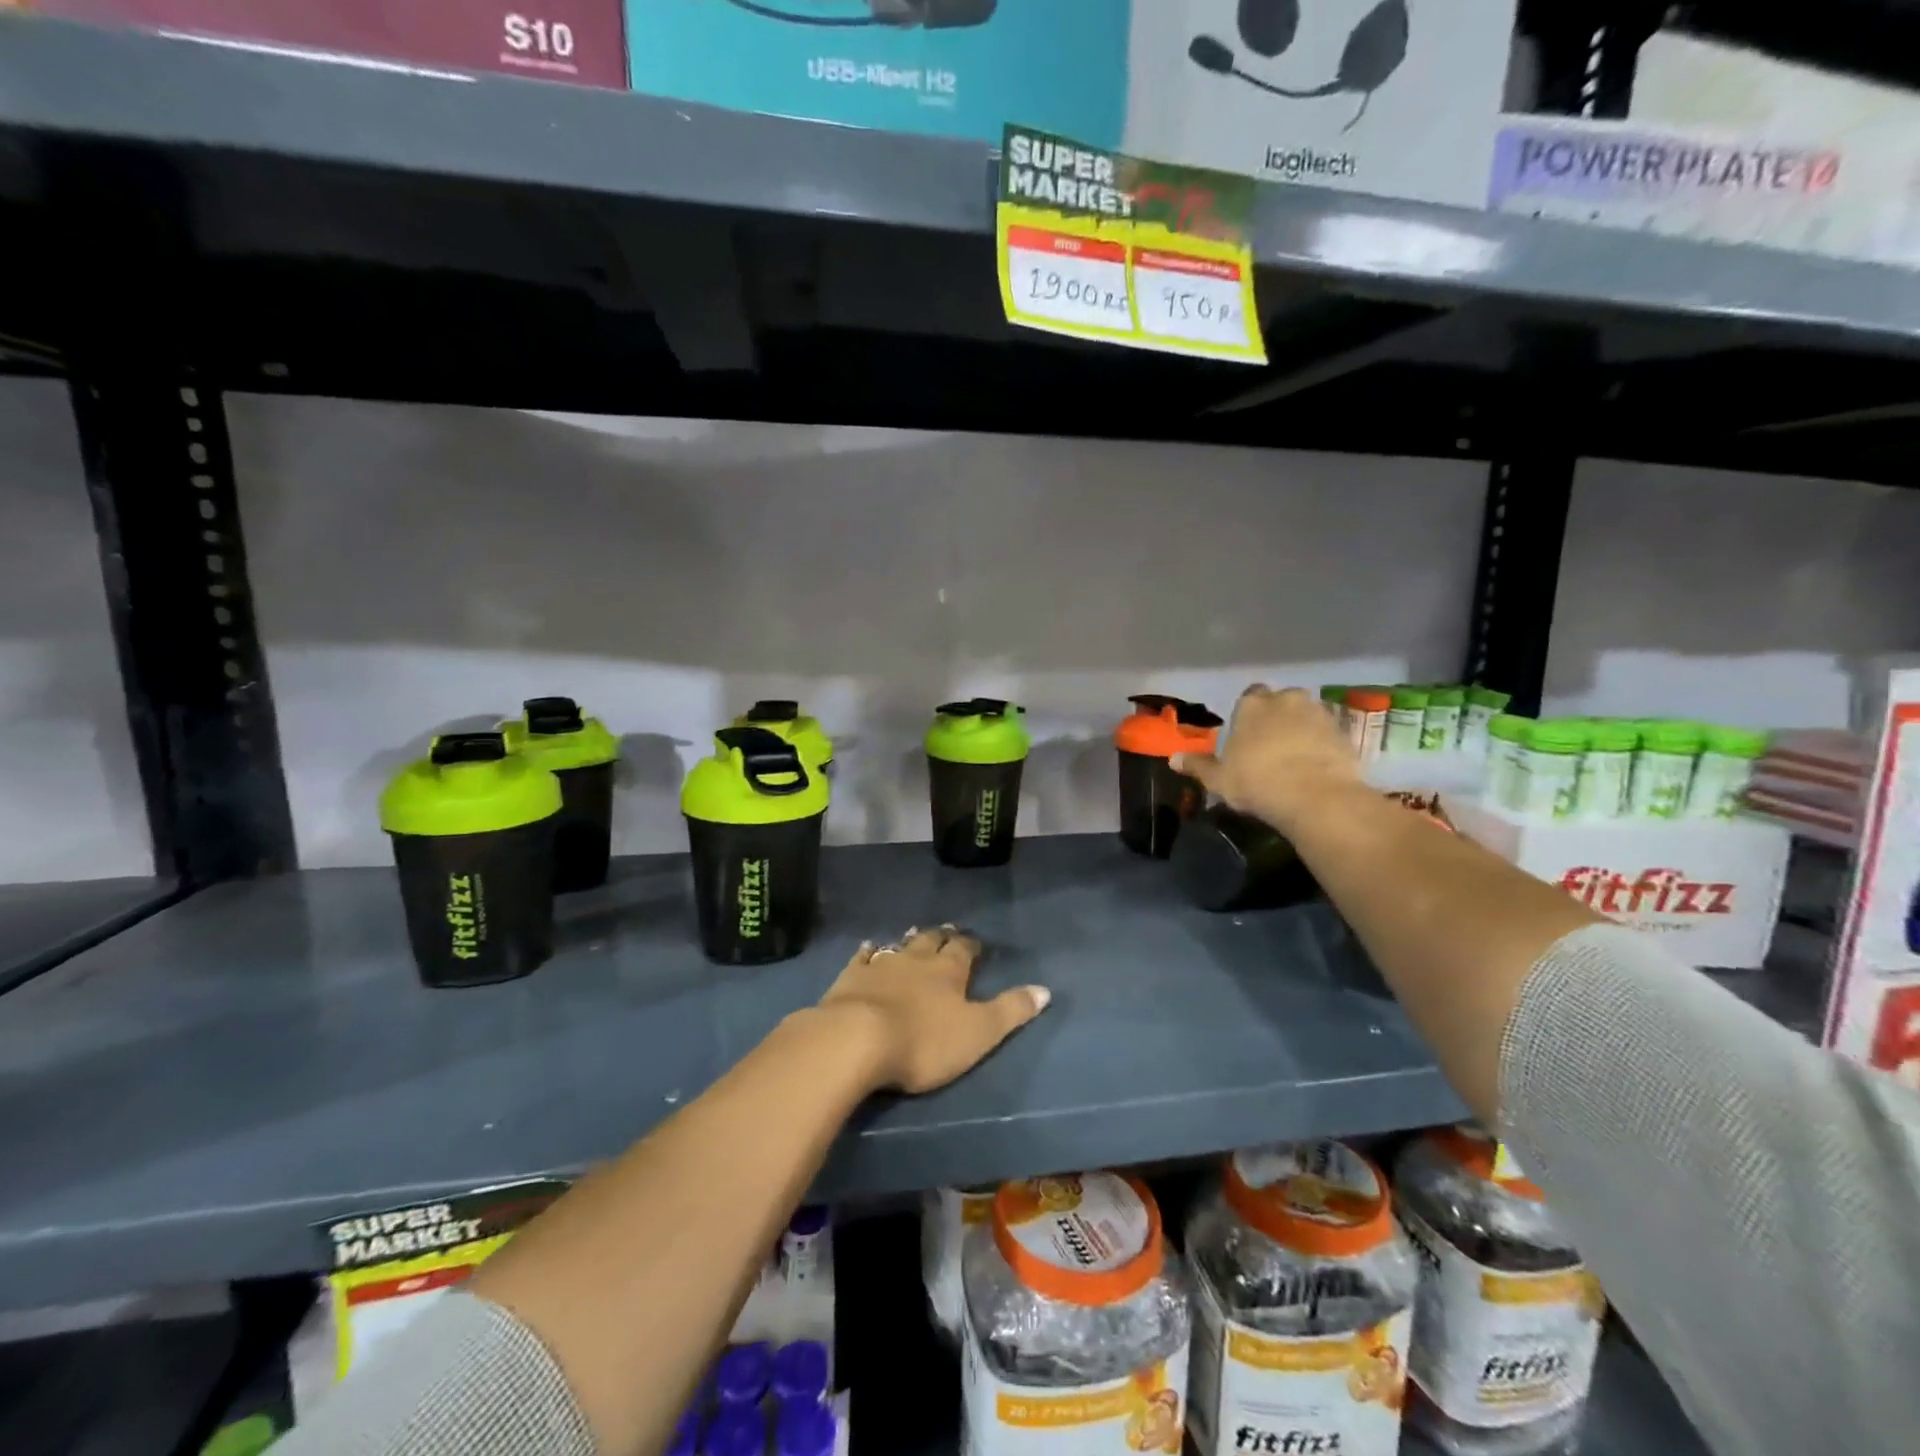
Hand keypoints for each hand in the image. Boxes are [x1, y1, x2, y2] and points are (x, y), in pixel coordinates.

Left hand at [816, 926, 1049, 1094]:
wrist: (856, 1040)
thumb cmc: (924, 1042)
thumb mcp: (978, 1033)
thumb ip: (1011, 1011)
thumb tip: (1046, 990)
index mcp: (949, 971)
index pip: (964, 950)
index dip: (971, 946)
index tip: (975, 943)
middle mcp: (916, 960)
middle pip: (932, 941)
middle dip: (942, 937)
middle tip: (947, 931)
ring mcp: (881, 965)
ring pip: (899, 946)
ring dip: (909, 940)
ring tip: (915, 933)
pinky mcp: (850, 978)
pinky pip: (862, 957)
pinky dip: (868, 951)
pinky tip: (868, 947)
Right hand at [1173, 685, 1361, 832]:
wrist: (1315, 796)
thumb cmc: (1256, 781)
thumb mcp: (1219, 779)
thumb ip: (1198, 766)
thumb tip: (1173, 758)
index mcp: (1253, 704)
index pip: (1248, 697)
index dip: (1247, 716)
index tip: (1245, 737)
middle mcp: (1287, 699)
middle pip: (1280, 702)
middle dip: (1276, 718)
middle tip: (1269, 746)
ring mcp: (1320, 713)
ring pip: (1306, 716)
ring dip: (1301, 730)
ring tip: (1294, 759)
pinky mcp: (1345, 733)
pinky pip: (1328, 735)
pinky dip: (1322, 745)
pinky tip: (1315, 768)